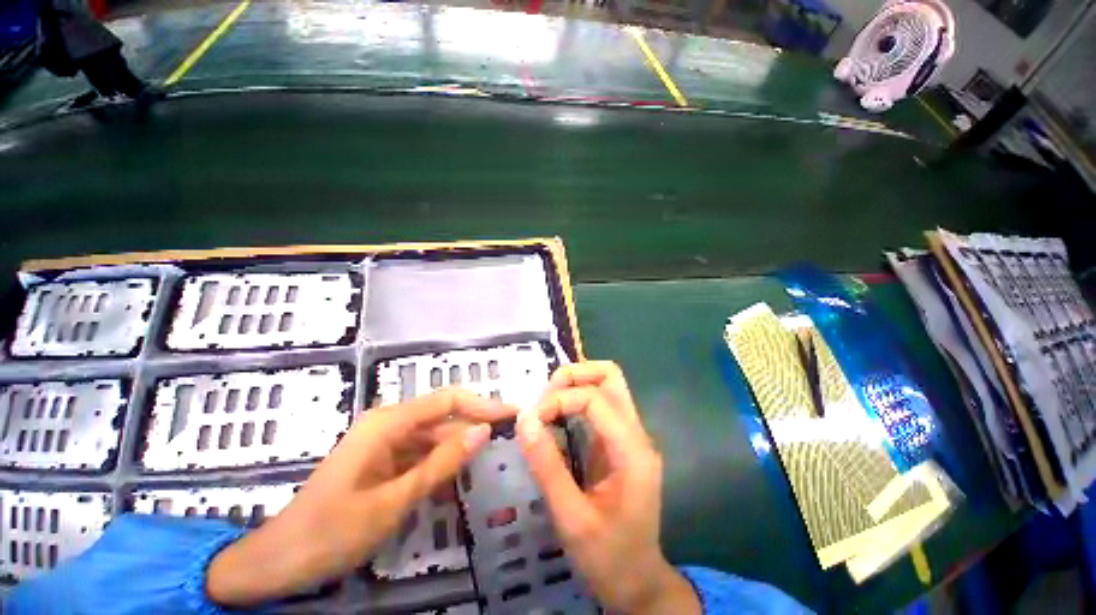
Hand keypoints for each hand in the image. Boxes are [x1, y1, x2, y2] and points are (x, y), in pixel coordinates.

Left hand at [206, 389, 512, 606]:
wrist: (295, 551)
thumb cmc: (341, 526)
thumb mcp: (396, 499)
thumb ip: (439, 465)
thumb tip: (482, 431)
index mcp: (383, 425)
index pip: (443, 400)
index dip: (482, 405)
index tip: (520, 415)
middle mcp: (379, 429)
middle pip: (434, 419)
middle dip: (471, 428)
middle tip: (516, 445)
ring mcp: (374, 451)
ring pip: (424, 443)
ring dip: (454, 452)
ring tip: (494, 464)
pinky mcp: (372, 471)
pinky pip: (410, 462)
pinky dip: (434, 470)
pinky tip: (455, 484)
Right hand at [516, 362, 699, 614]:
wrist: (633, 580)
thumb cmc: (605, 554)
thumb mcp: (570, 515)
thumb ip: (548, 466)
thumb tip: (523, 420)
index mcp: (632, 452)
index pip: (596, 398)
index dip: (556, 400)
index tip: (524, 424)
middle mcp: (637, 440)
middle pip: (611, 380)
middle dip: (571, 378)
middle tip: (535, 405)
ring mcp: (631, 446)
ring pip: (607, 394)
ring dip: (572, 392)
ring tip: (538, 413)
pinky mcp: (620, 457)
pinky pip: (600, 418)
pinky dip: (574, 411)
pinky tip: (550, 427)